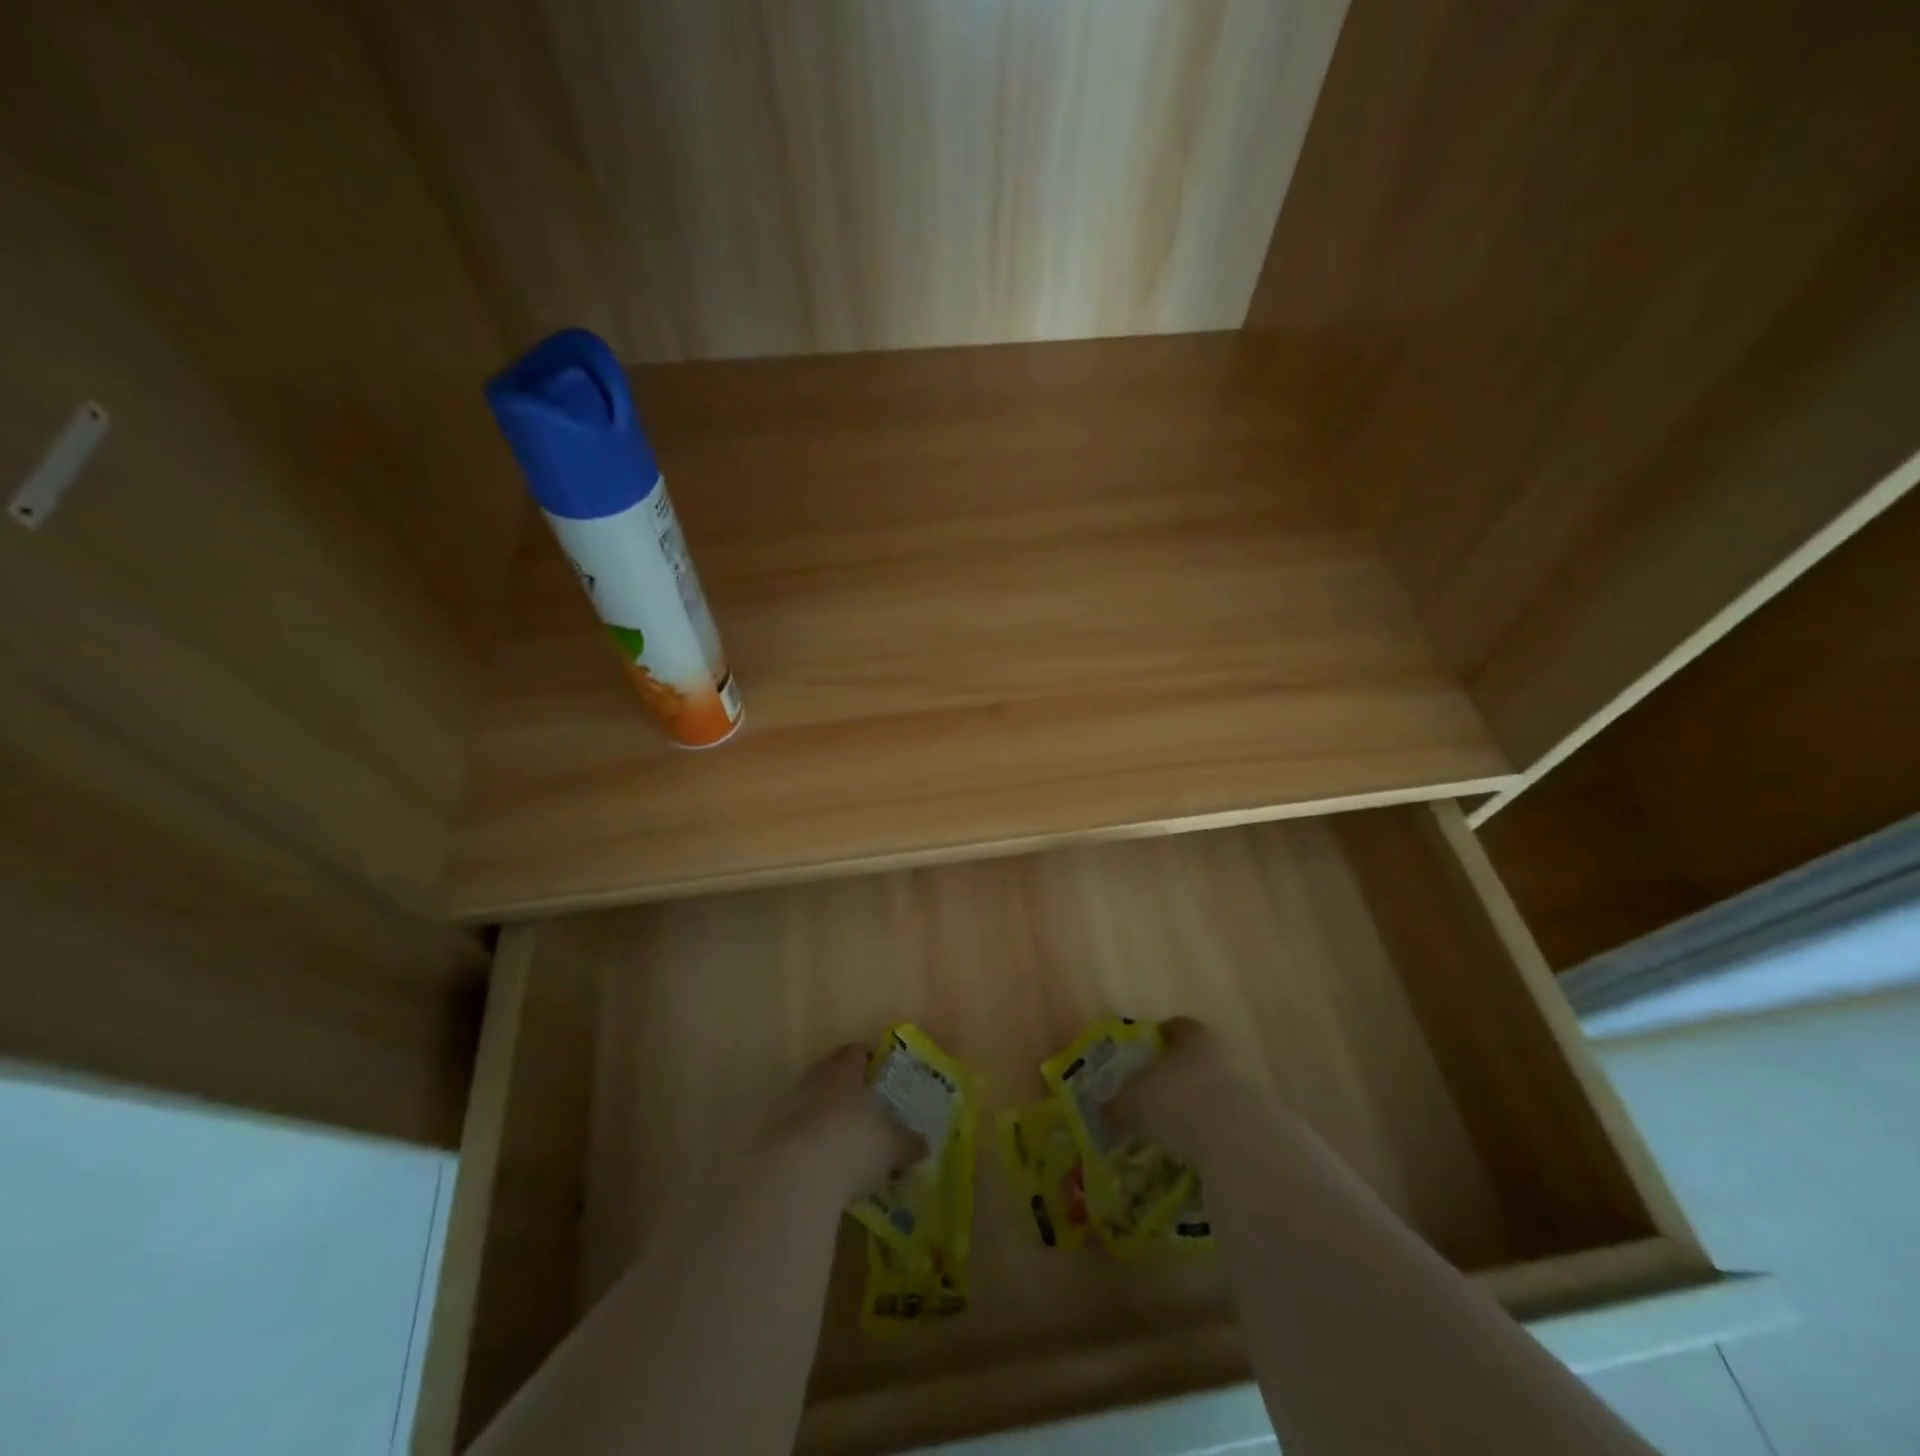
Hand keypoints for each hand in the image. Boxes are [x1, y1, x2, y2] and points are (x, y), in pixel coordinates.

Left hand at [763, 1043, 923, 1202]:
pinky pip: (797, 1131)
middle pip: (830, 1072)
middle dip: (845, 1085)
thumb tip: (924, 1145)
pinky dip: (809, 1141)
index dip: (867, 1057)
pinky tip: (822, 1162)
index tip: (878, 1068)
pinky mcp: (773, 1137)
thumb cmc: (854, 1144)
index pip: (856, 1051)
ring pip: (811, 1101)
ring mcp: (791, 1106)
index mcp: (846, 1071)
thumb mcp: (892, 1147)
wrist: (797, 1174)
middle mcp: (816, 1080)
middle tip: (862, 1103)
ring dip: (824, 1114)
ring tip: (843, 1137)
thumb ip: (908, 1143)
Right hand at [1110, 1016, 1240, 1166]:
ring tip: (1173, 1131)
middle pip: (1194, 1058)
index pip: (1172, 1027)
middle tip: (1152, 1098)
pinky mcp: (1260, 1120)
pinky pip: (1227, 1122)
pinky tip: (1195, 1152)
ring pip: (1213, 1090)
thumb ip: (1117, 1103)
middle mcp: (1222, 1050)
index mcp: (1192, 1034)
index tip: (1138, 1060)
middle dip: (1175, 1076)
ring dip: (1196, 1106)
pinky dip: (1212, 1133)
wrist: (1238, 1139)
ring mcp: (1246, 1084)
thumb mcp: (1133, 1099)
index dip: (1154, 1041)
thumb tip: (1105, 1111)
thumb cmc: (1177, 1099)